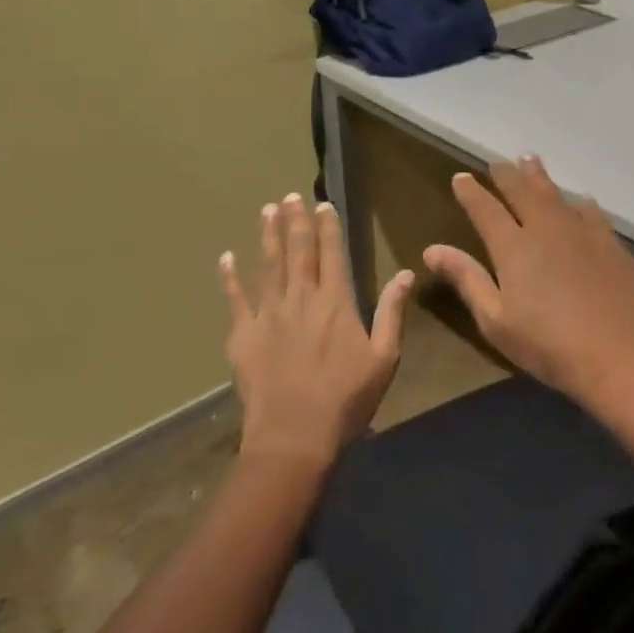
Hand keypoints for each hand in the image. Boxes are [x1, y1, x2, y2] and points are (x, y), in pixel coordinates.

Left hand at [220, 194, 413, 466]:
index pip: (332, 254)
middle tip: (291, 196)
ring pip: (268, 267)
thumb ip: (393, 312)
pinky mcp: (243, 336)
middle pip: (298, 252)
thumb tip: (406, 273)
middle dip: (296, 222)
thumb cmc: (347, 398)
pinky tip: (226, 258)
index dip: (328, 228)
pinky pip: (235, 300)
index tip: (323, 204)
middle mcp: (301, 299)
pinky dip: (230, 278)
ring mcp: (268, 315)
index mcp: (336, 303)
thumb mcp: (384, 357)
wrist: (293, 436)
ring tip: (268, 210)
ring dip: (268, 237)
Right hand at [423, 156, 633, 404]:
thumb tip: (432, 249)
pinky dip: (578, 202)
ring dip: (540, 177)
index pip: (486, 209)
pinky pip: (590, 211)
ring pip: (556, 194)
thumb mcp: (496, 320)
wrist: (619, 353)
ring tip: (530, 161)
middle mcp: (546, 228)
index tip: (461, 177)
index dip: (471, 192)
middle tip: (498, 162)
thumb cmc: (548, 345)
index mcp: (514, 247)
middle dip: (507, 175)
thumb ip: (467, 279)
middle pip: (523, 191)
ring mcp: (582, 232)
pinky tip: (580, 201)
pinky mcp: (610, 243)